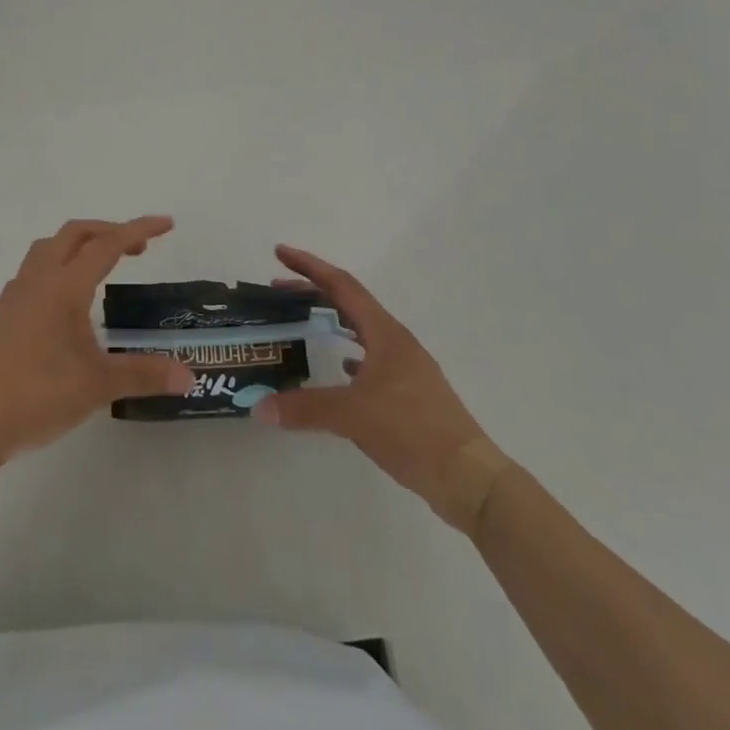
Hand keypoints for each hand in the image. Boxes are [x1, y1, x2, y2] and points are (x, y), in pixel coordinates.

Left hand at [0, 217, 193, 463]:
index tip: (166, 224)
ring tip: (101, 264)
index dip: (139, 229)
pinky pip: (34, 269)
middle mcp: (39, 279)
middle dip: (109, 231)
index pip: (107, 244)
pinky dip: (58, 265)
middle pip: (75, 233)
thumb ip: (145, 374)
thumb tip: (188, 376)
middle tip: (138, 248)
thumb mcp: (98, 385)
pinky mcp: (3, 312)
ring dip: (79, 244)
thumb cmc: (39, 395)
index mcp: (65, 286)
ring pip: (49, 247)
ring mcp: (16, 294)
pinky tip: (66, 298)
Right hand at [254, 244, 487, 513]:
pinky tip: (339, 368)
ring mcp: (405, 366)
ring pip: (361, 329)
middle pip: (350, 303)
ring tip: (303, 322)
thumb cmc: (411, 430)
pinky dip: (349, 353)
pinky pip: (371, 358)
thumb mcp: (353, 416)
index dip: (309, 266)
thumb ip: (305, 408)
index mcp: (384, 333)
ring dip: (332, 319)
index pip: (341, 285)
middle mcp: (395, 341)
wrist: (468, 476)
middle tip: (279, 290)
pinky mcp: (409, 392)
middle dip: (314, 292)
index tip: (280, 253)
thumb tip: (260, 407)